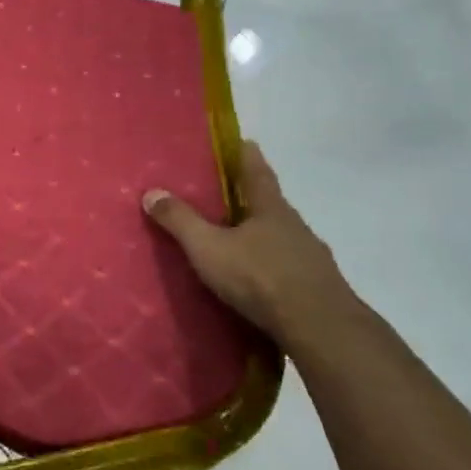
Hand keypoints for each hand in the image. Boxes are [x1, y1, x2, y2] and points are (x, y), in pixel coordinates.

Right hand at [143, 141, 362, 348]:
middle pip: (271, 205)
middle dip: (251, 199)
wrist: (319, 327)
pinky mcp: (317, 287)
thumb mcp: (208, 247)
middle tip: (228, 195)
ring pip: (281, 237)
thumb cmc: (259, 277)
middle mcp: (295, 227)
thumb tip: (151, 192)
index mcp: (271, 209)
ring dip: (261, 235)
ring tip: (238, 240)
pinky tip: (258, 278)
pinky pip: (288, 267)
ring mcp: (310, 257)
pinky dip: (271, 265)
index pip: (258, 172)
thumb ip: (180, 221)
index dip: (248, 156)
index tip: (245, 141)